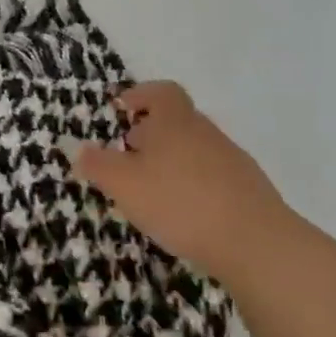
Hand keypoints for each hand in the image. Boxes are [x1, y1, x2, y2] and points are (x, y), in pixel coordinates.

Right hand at [72, 80, 293, 282]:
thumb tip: (77, 148)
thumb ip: (96, 164)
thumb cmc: (180, 202)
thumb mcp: (123, 184)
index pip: (162, 92)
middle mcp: (206, 133)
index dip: (141, 95)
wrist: (257, 245)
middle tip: (129, 155)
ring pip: (195, 150)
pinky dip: (194, 185)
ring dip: (172, 161)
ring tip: (153, 189)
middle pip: (178, 121)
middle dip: (152, 134)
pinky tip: (184, 213)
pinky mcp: (250, 191)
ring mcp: (233, 161)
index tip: (122, 109)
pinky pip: (213, 176)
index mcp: (175, 122)